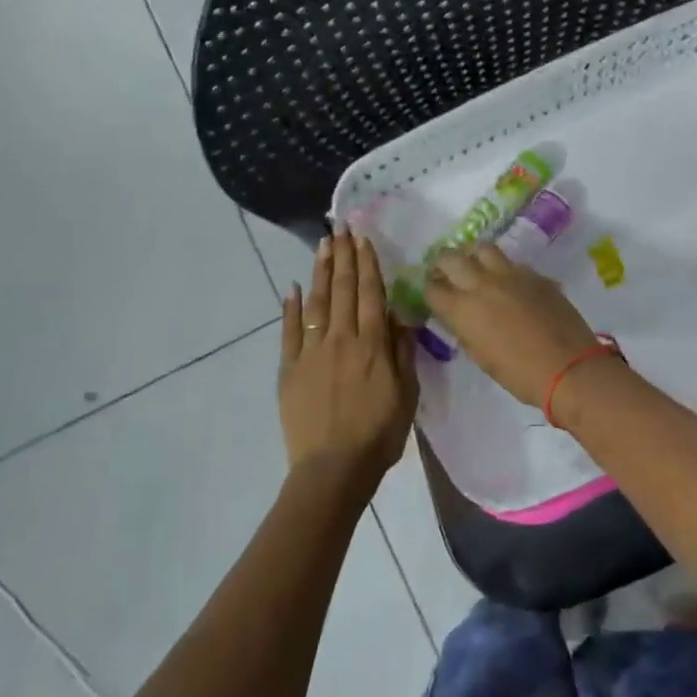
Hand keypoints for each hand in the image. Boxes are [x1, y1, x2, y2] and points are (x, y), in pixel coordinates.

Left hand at [278, 226, 417, 488]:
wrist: (333, 468)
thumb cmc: (379, 434)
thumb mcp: (406, 394)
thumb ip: (402, 353)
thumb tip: (399, 317)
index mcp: (372, 345)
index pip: (370, 293)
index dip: (367, 264)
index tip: (362, 238)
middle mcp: (341, 339)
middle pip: (342, 290)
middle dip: (343, 256)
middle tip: (340, 228)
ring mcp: (311, 352)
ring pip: (316, 302)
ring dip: (320, 271)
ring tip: (322, 245)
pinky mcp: (290, 368)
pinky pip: (289, 331)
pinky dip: (289, 308)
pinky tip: (290, 288)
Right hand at [424, 246, 600, 408]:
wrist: (568, 367)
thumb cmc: (519, 374)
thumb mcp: (481, 357)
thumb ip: (466, 330)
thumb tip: (461, 317)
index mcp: (462, 309)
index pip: (432, 288)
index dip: (429, 290)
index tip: (433, 294)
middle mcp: (482, 284)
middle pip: (451, 258)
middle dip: (442, 264)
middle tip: (446, 273)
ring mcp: (511, 274)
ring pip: (482, 248)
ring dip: (473, 256)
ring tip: (476, 267)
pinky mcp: (535, 275)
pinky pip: (512, 263)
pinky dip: (503, 269)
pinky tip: (509, 283)